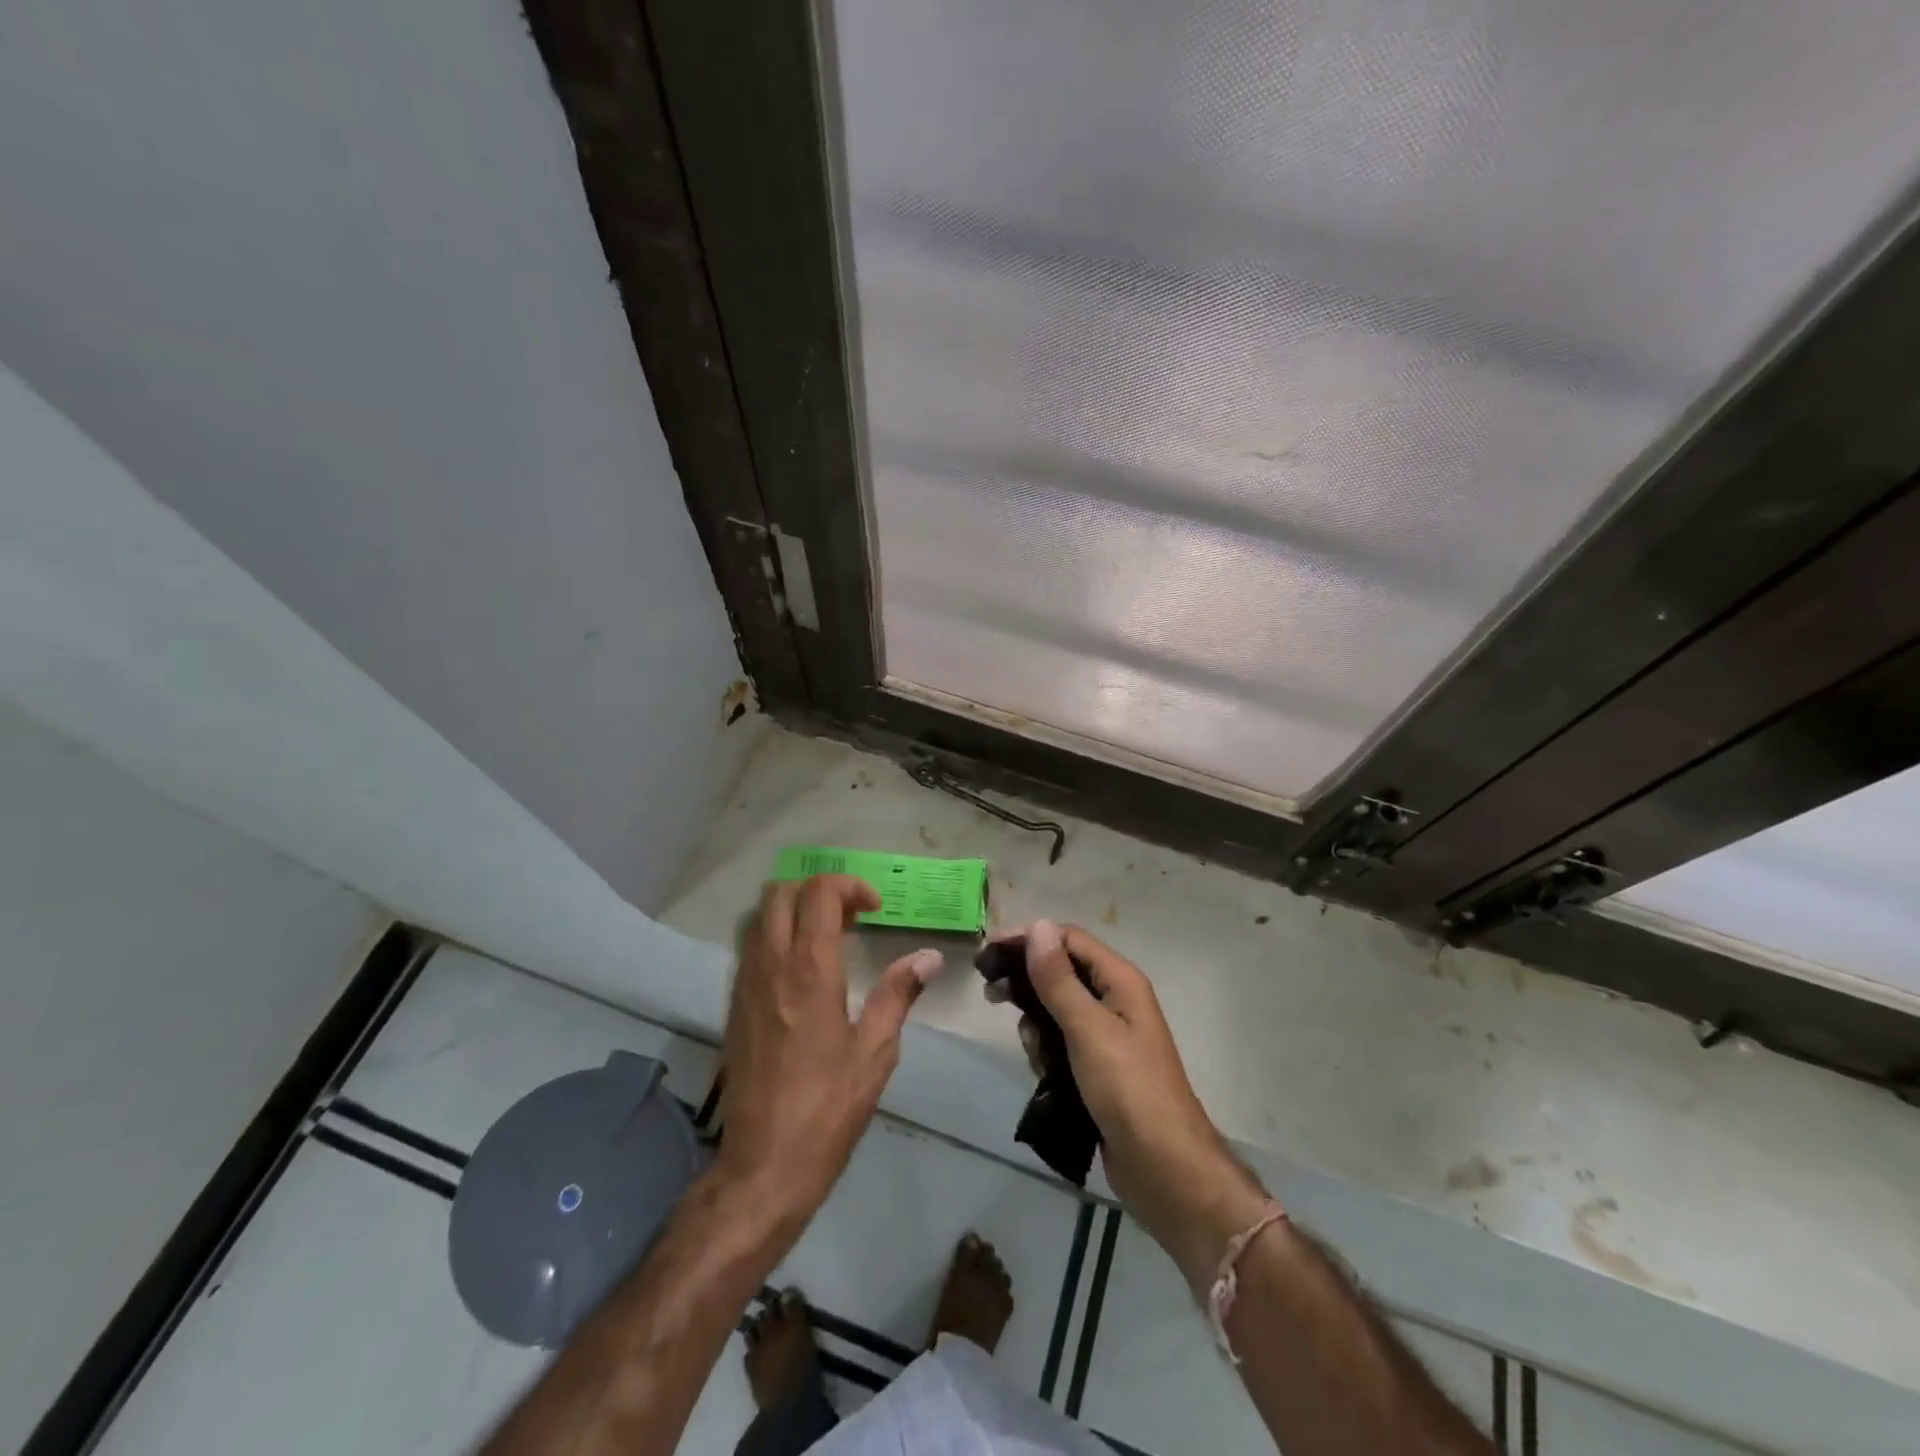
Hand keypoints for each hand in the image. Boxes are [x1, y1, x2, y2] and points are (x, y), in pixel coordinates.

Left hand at [715, 875, 943, 1234]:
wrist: (763, 1164)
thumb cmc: (827, 1108)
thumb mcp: (875, 1052)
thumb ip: (898, 994)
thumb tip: (928, 957)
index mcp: (809, 971)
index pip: (819, 894)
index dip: (849, 886)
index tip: (874, 909)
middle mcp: (771, 966)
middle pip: (781, 892)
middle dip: (818, 890)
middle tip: (850, 916)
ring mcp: (745, 985)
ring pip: (759, 916)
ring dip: (793, 910)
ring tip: (826, 938)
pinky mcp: (733, 1006)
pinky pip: (749, 947)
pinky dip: (775, 936)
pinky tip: (801, 971)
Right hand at [1020, 920, 1266, 1288]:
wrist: (1164, 1169)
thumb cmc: (1128, 1090)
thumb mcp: (1088, 1029)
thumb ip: (1059, 979)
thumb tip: (1038, 925)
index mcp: (1120, 981)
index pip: (1068, 939)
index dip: (1030, 938)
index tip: (988, 950)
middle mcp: (1115, 1000)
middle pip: (1061, 971)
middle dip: (1027, 978)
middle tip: (989, 990)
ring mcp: (1107, 1036)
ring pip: (1056, 1009)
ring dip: (1036, 1021)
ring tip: (1029, 1044)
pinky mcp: (1096, 1067)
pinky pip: (1061, 1042)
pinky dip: (1046, 1049)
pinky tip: (1042, 1070)